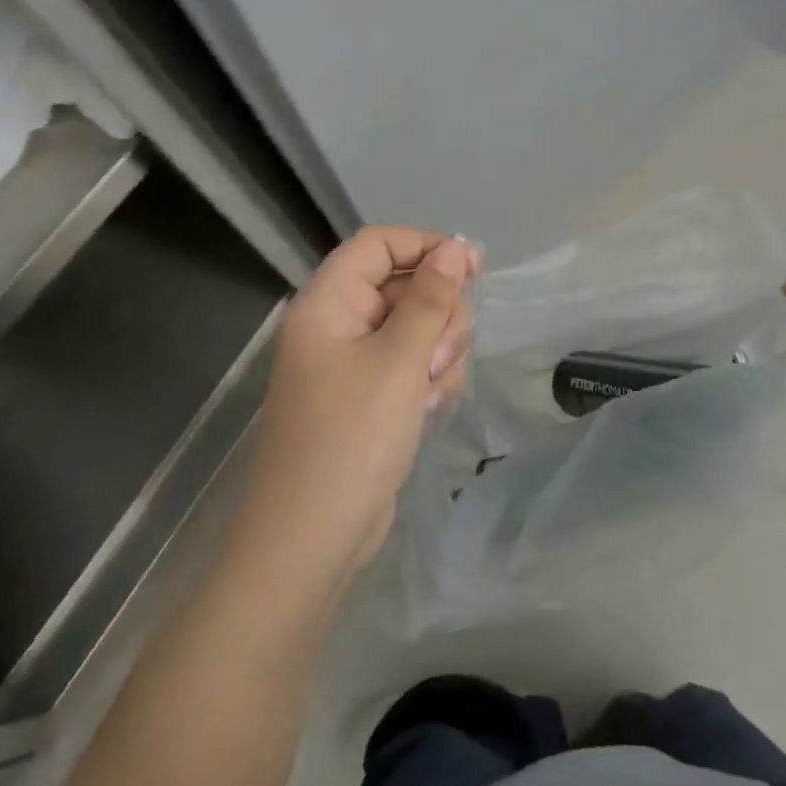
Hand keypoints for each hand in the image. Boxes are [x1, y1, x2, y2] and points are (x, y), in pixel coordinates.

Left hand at [244, 228, 478, 581]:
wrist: (311, 541)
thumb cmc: (351, 438)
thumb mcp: (400, 360)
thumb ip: (431, 299)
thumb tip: (454, 248)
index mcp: (329, 303)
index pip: (379, 243)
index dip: (426, 246)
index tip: (473, 269)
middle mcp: (338, 324)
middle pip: (404, 286)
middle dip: (437, 315)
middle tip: (440, 356)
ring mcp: (353, 363)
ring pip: (417, 328)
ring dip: (437, 353)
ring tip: (429, 392)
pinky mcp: (369, 396)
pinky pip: (411, 365)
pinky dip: (427, 381)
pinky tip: (426, 412)